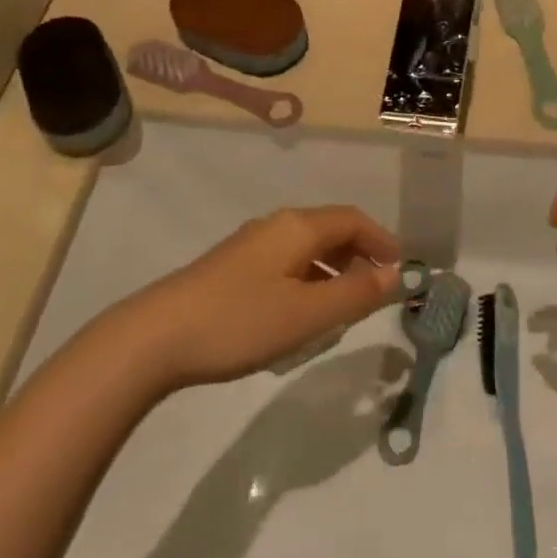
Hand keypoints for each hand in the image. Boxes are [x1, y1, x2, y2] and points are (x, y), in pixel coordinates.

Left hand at [112, 207, 400, 389]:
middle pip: (329, 229)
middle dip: (359, 255)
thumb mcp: (307, 313)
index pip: (352, 220)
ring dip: (332, 269)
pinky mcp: (231, 268)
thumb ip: (356, 294)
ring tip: (344, 306)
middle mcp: (275, 226)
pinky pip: (284, 262)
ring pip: (305, 248)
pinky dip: (307, 279)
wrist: (156, 337)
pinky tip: (300, 312)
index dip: (382, 240)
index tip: (401, 270)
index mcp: (297, 227)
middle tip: (377, 291)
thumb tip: (396, 274)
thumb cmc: (240, 321)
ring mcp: (249, 245)